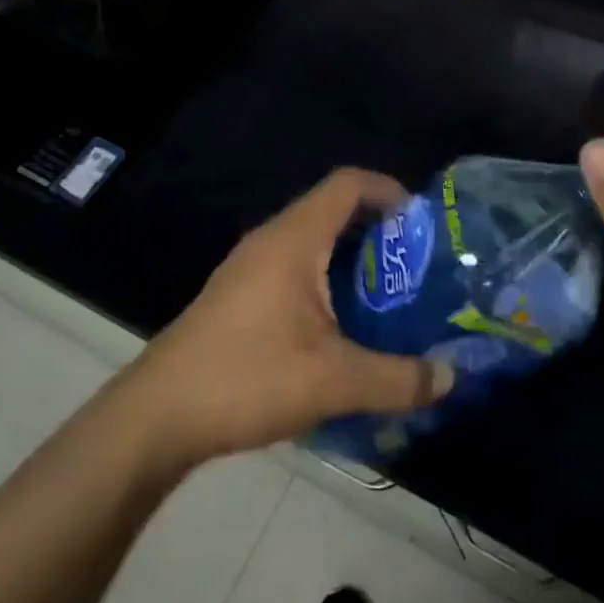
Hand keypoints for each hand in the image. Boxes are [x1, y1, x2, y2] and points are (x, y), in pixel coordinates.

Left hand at [121, 169, 452, 467]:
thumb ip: (397, 379)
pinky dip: (326, 278)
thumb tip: (449, 378)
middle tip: (415, 264)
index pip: (348, 184)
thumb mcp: (333, 382)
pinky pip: (294, 266)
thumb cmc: (246, 378)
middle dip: (378, 230)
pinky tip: (341, 324)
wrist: (154, 418)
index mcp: (294, 239)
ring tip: (387, 293)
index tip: (422, 221)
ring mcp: (249, 267)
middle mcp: (271, 240)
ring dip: (351, 257)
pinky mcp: (237, 295)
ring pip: (312, 240)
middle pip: (333, 209)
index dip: (389, 189)